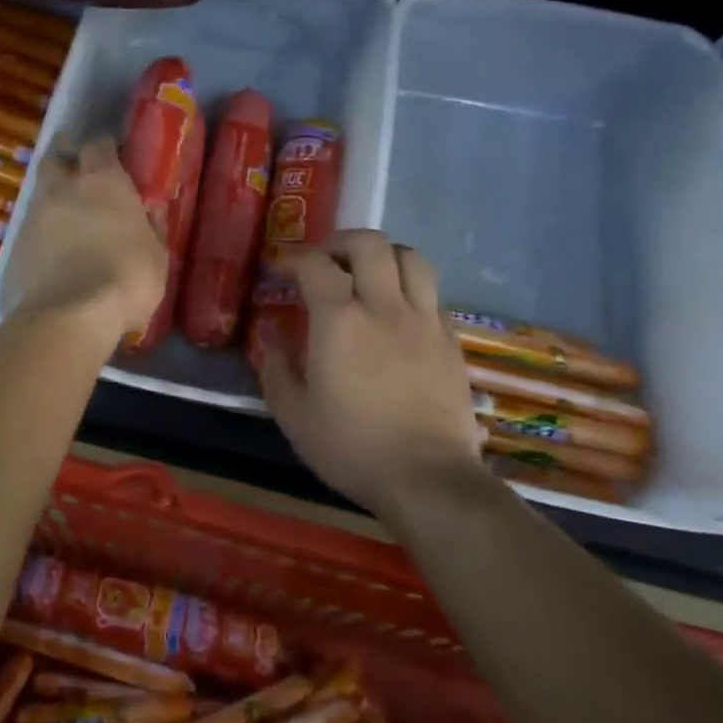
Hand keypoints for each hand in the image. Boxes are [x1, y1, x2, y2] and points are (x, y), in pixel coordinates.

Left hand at [7, 136, 167, 340]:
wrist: (70, 314)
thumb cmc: (126, 277)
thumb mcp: (157, 254)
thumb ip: (151, 226)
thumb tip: (150, 211)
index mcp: (103, 181)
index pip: (100, 144)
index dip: (106, 147)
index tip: (115, 154)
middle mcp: (65, 187)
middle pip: (58, 157)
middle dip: (68, 158)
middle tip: (82, 171)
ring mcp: (36, 214)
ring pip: (42, 189)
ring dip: (54, 193)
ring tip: (68, 211)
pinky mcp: (18, 243)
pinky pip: (33, 223)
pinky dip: (44, 226)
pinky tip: (55, 242)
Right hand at [257, 231, 486, 513]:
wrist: (428, 479)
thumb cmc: (351, 447)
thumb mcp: (293, 413)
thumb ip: (276, 366)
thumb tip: (271, 334)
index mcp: (340, 320)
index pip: (315, 264)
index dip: (293, 259)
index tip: (280, 270)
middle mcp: (384, 307)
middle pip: (370, 243)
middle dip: (341, 243)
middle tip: (326, 262)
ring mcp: (424, 320)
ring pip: (411, 257)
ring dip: (384, 256)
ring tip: (367, 275)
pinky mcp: (451, 339)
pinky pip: (431, 292)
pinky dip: (409, 288)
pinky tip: (396, 313)